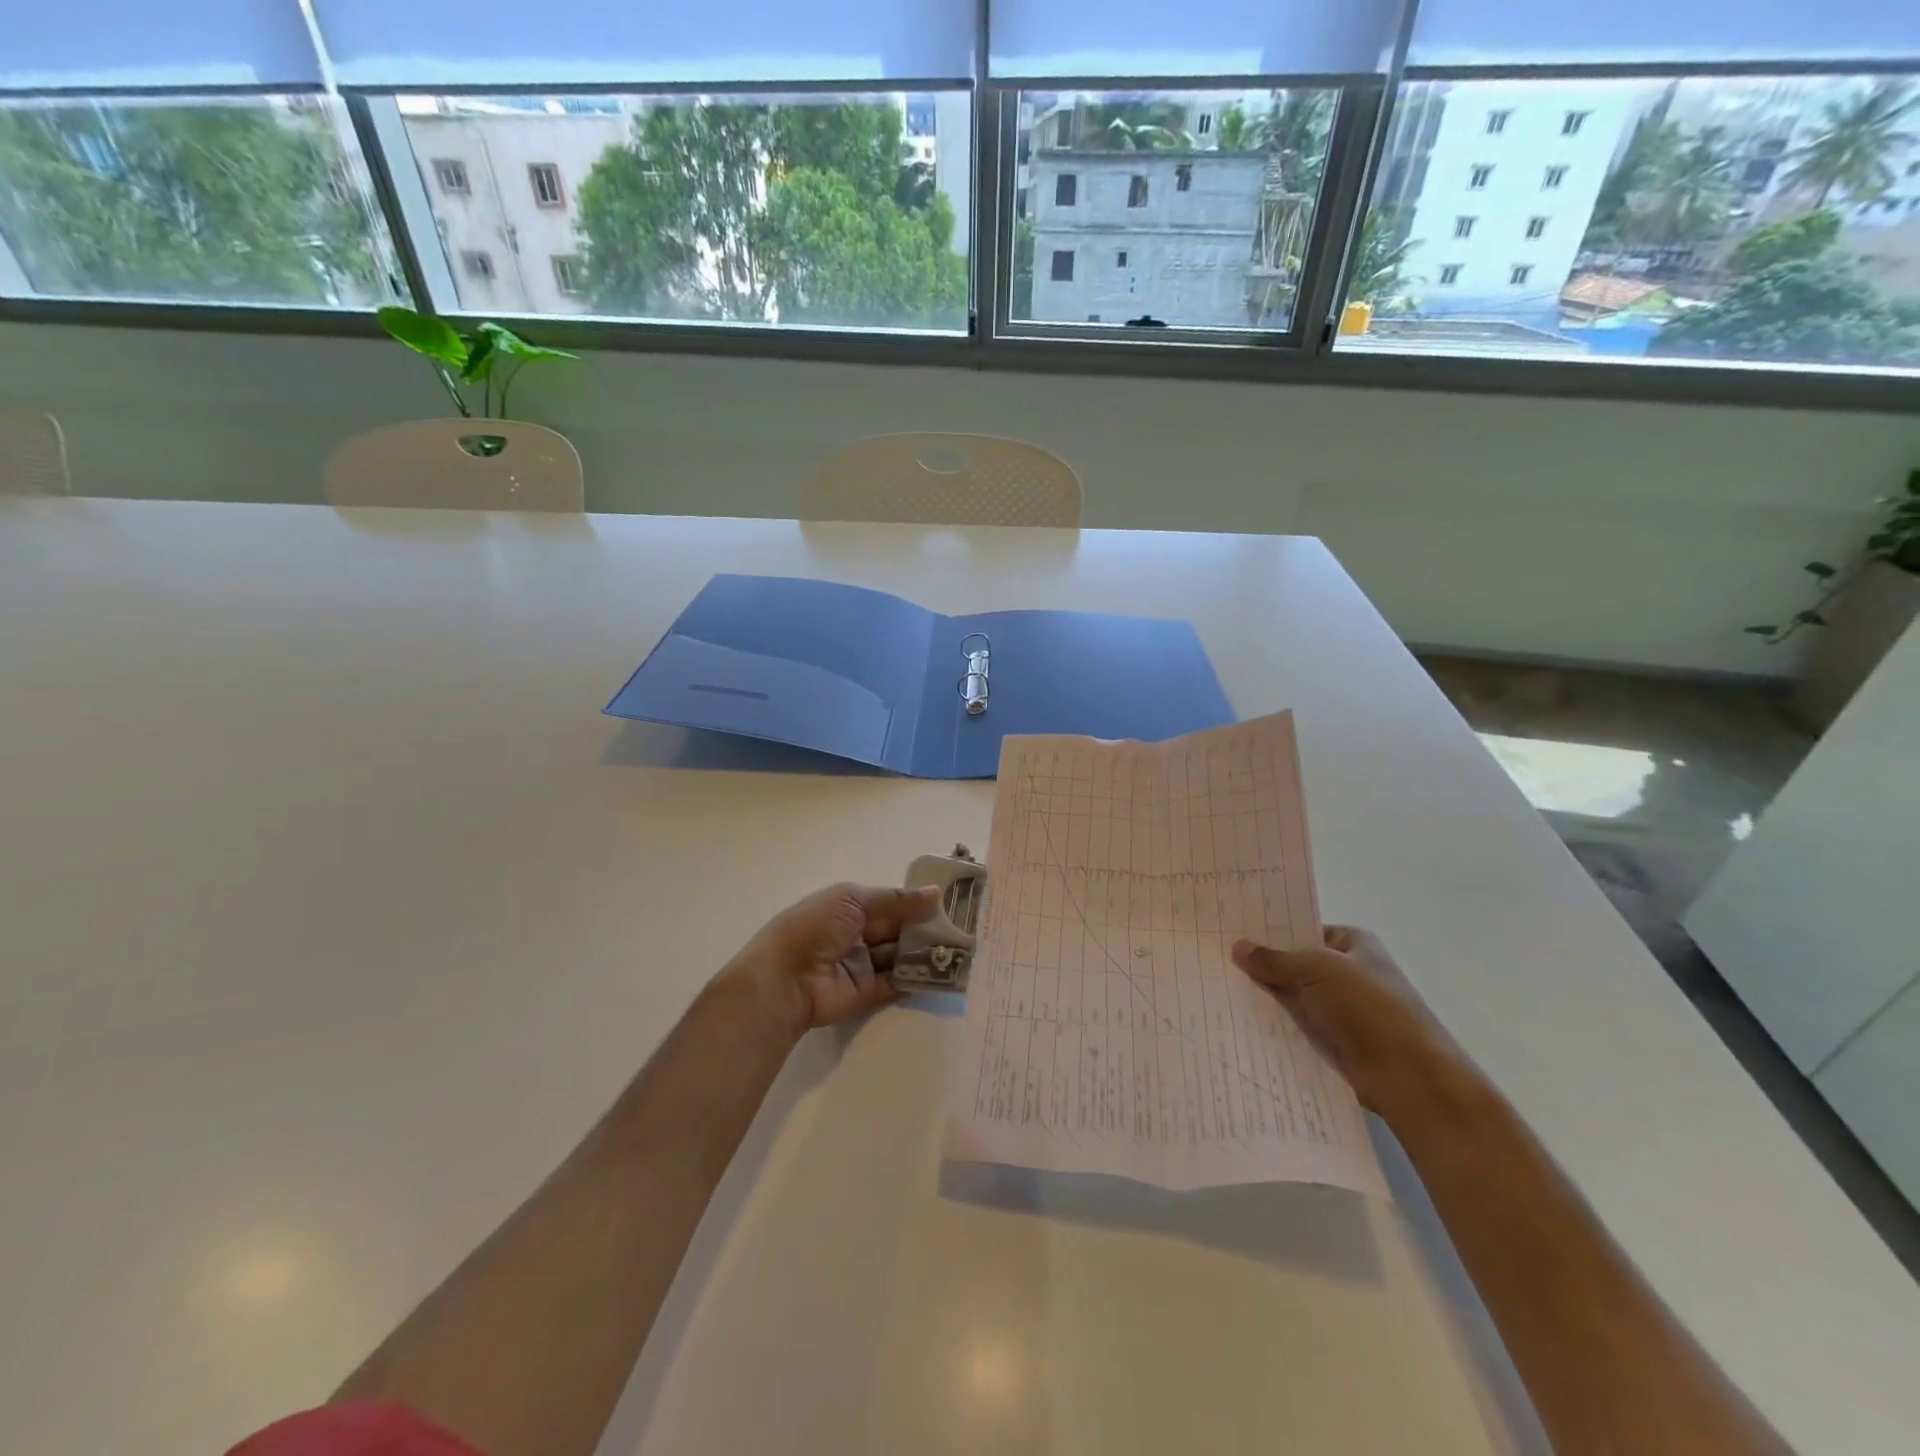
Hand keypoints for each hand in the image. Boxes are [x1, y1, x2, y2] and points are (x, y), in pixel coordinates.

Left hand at [723, 883, 940, 1034]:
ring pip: (900, 955)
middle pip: (897, 929)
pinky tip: (944, 969)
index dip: (915, 902)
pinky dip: (918, 976)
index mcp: (848, 907)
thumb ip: (896, 900)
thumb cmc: (815, 926)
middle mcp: (856, 935)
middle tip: (962, 924)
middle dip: (925, 926)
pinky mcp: (867, 993)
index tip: (949, 900)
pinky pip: (897, 982)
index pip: (888, 902)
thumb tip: (936, 893)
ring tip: (961, 946)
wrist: (786, 978)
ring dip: (925, 951)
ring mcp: (862, 965)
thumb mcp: (853, 900)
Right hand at [1231, 926, 1463, 1113]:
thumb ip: (1275, 960)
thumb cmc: (1368, 1007)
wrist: (1409, 1077)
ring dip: (1264, 995)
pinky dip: (1273, 1022)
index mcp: (1352, 943)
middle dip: (1261, 963)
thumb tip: (1237, 947)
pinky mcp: (1333, 1040)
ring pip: (1291, 995)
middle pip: (1294, 962)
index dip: (1270, 929)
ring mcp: (1340, 1007)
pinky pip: (1294, 1024)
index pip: (1303, 928)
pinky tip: (1237, 1017)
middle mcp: (1347, 972)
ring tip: (1216, 984)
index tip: (1230, 928)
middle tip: (1214, 955)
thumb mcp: (1316, 969)